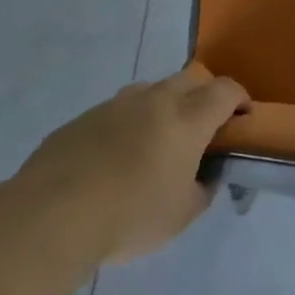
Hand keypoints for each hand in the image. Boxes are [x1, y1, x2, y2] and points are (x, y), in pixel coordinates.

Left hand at [16, 63, 248, 264]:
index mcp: (187, 118)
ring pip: (151, 90)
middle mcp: (155, 100)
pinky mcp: (83, 118)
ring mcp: (115, 105)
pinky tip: (114, 160)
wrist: (52, 215)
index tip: (242, 118)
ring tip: (156, 142)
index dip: (240, 99)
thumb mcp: (183, 214)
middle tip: (201, 129)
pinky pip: (117, 112)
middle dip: (203, 97)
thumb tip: (204, 174)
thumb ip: (202, 188)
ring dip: (163, 106)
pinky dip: (127, 125)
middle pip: (190, 79)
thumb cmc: (131, 215)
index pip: (226, 90)